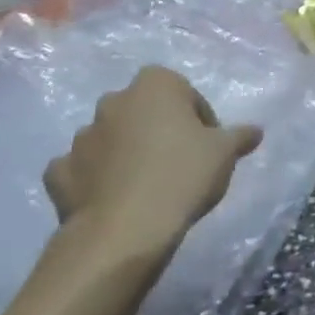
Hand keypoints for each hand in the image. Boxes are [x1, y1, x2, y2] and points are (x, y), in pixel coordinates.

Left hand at [43, 66, 261, 261]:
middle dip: (158, 130)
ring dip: (125, 152)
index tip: (207, 145)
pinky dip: (94, 178)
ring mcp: (81, 136)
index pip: (184, 92)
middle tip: (178, 162)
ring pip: (110, 138)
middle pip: (144, 111)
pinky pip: (81, 168)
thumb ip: (240, 136)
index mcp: (155, 85)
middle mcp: (114, 101)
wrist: (125, 230)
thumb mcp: (225, 153)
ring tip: (146, 185)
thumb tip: (255, 131)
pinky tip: (111, 198)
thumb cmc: (183, 175)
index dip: (198, 118)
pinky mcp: (59, 172)